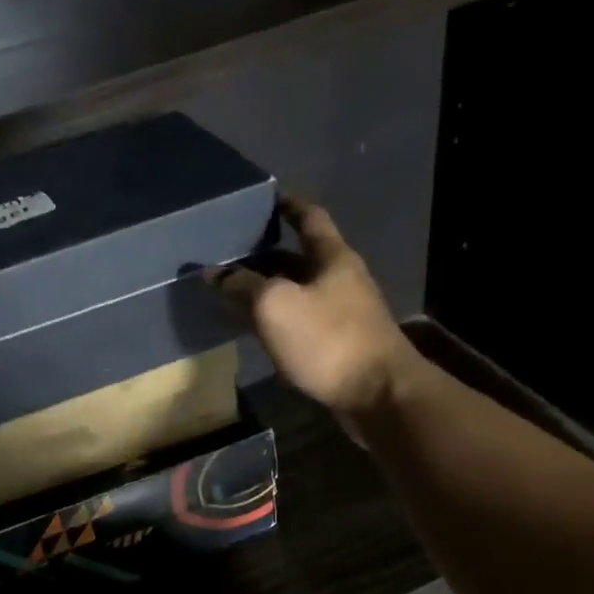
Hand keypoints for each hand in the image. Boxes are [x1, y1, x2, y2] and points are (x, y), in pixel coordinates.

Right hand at [212, 198, 421, 421]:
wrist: (379, 395)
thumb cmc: (329, 340)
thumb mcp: (276, 306)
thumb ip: (243, 285)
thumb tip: (215, 273)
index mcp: (333, 258)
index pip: (310, 218)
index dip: (288, 205)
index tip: (267, 197)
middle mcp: (342, 280)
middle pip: (301, 259)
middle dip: (267, 255)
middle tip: (231, 254)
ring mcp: (345, 315)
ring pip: (300, 294)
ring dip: (270, 292)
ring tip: (235, 293)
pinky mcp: (341, 347)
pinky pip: (303, 324)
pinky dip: (280, 322)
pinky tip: (259, 332)